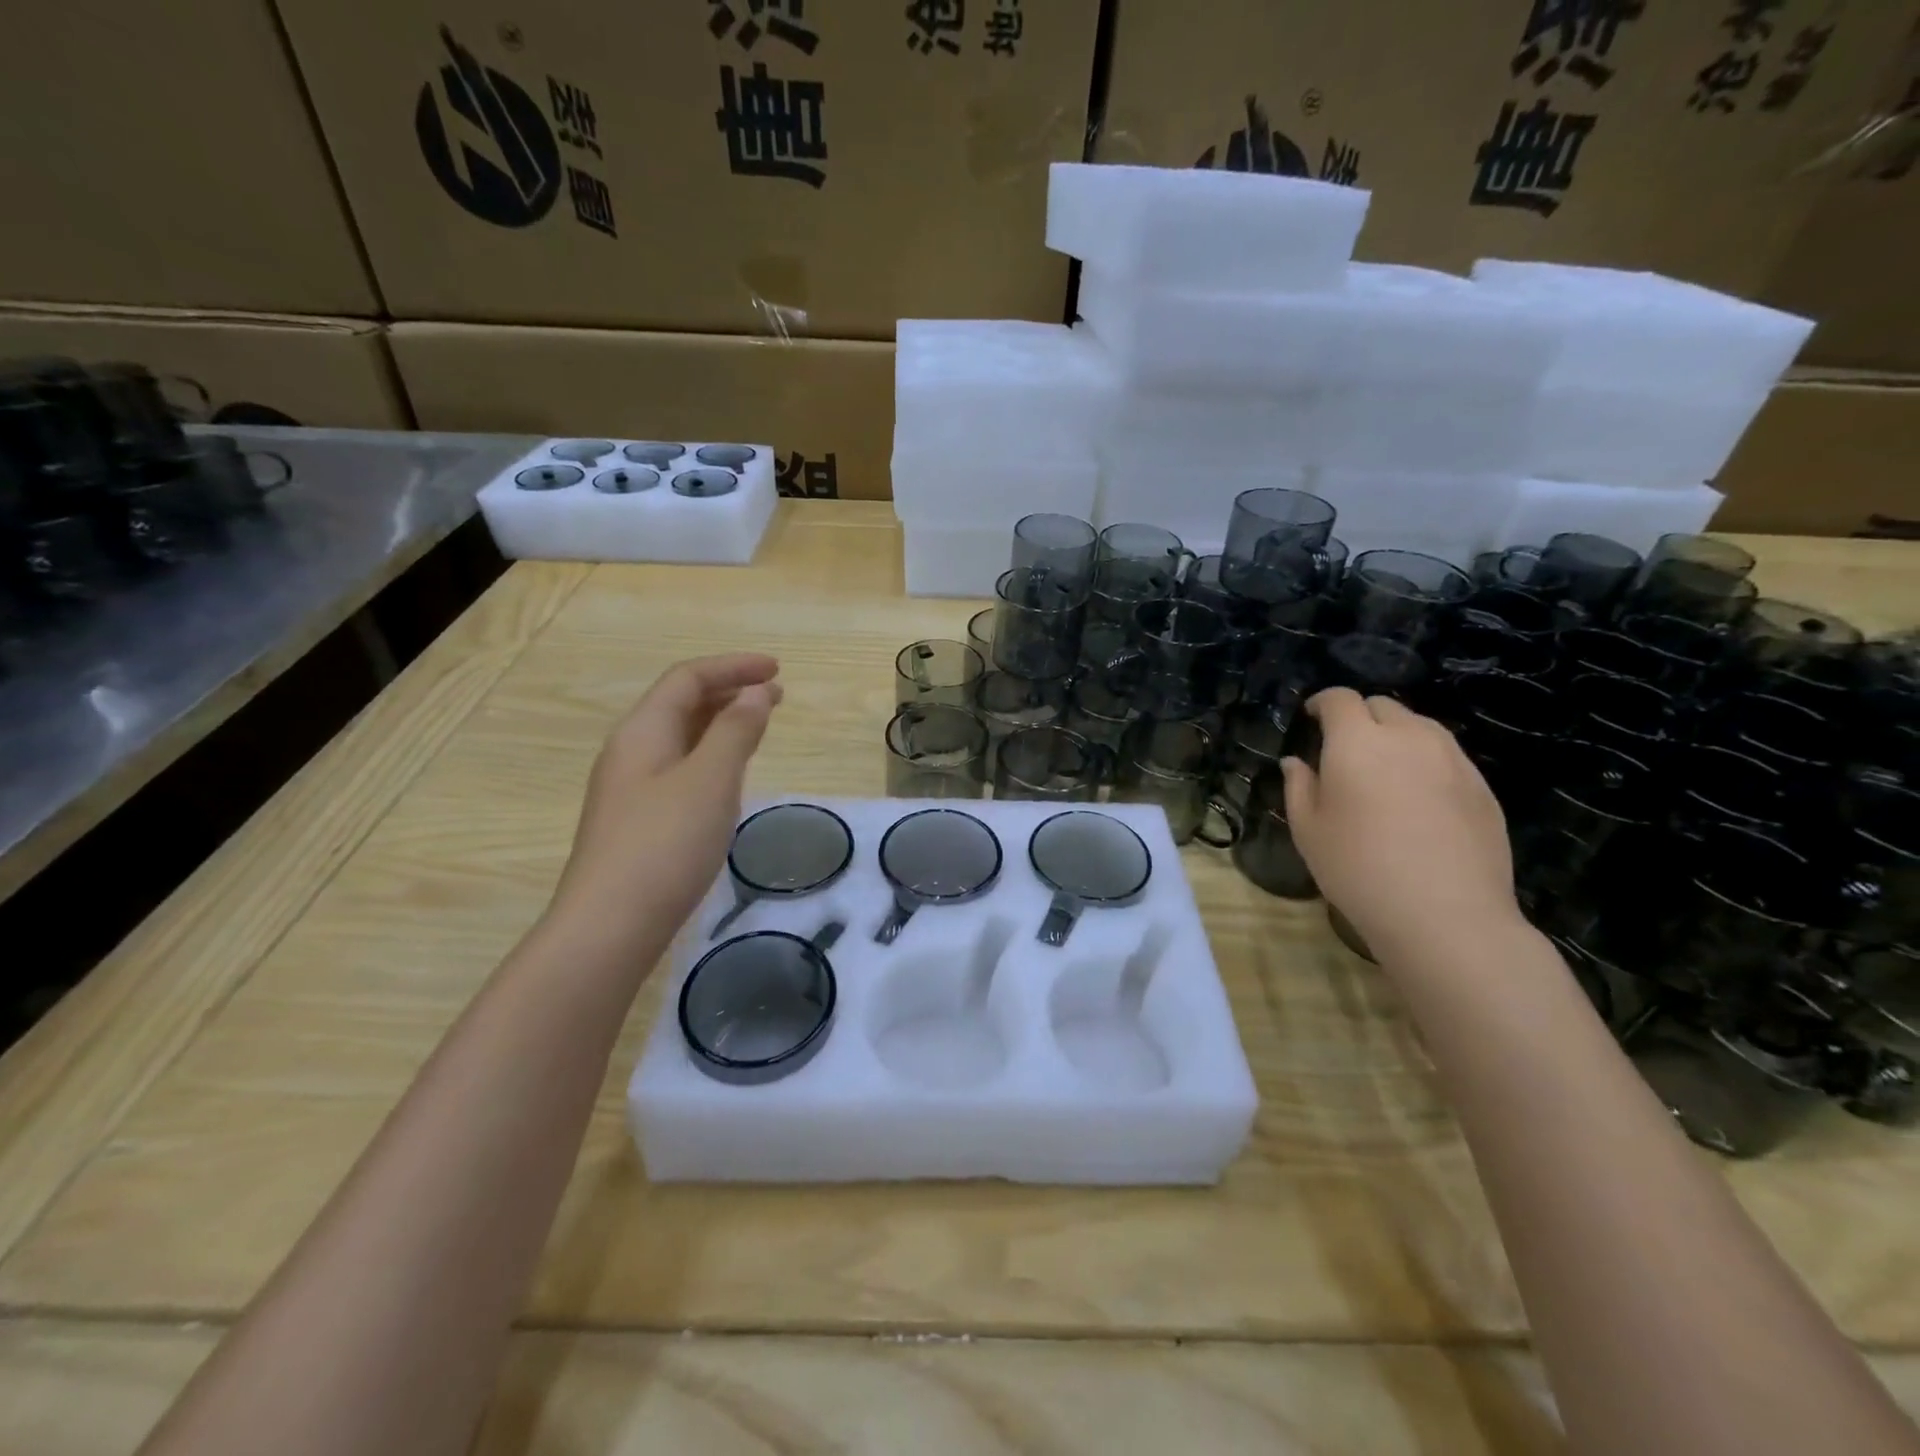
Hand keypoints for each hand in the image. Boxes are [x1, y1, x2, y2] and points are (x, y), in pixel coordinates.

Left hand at [551, 653, 781, 944]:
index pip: (688, 678)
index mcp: (643, 731)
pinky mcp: (640, 821)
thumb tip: (755, 692)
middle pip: (681, 703)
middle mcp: (632, 752)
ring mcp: (632, 789)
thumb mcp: (710, 780)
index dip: (733, 666)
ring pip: (682, 738)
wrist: (610, 926)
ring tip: (759, 726)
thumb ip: (736, 730)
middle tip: (777, 697)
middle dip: (730, 691)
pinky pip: (681, 769)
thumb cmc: (665, 845)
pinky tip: (729, 776)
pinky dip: (712, 757)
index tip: (778, 670)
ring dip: (722, 724)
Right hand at [1281, 688, 1521, 960]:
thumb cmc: (1358, 869)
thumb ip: (1299, 787)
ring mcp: (1452, 759)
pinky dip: (1425, 761)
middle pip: (1382, 706)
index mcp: (1357, 741)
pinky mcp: (1482, 786)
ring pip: (1420, 727)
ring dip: (1396, 736)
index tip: (1311, 716)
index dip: (1322, 702)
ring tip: (1384, 770)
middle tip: (1345, 747)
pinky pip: (1446, 756)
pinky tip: (1418, 799)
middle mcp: (1408, 737)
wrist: (1446, 915)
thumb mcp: (1308, 830)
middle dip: (1359, 716)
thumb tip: (1296, 762)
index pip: (1339, 699)